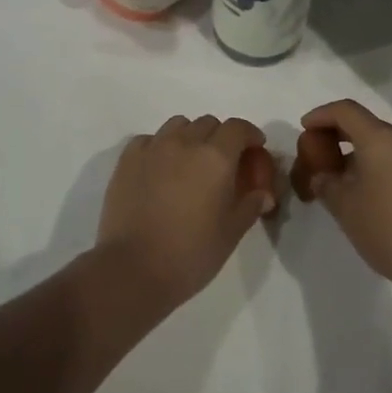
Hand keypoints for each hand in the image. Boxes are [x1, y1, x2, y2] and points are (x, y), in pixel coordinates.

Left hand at [96, 114, 277, 307]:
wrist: (133, 269)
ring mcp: (154, 147)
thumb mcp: (231, 233)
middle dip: (220, 137)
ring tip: (189, 163)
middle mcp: (185, 142)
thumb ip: (250, 205)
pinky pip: (150, 139)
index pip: (238, 128)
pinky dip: (160, 147)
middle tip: (222, 163)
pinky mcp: (128, 158)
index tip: (254, 148)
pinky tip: (160, 169)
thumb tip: (263, 193)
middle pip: (208, 123)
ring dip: (190, 137)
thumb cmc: (191, 254)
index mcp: (216, 157)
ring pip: (178, 125)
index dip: (250, 134)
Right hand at [297, 100, 391, 302]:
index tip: (304, 129)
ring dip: (357, 152)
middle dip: (337, 135)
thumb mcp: (345, 208)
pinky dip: (376, 165)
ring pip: (382, 144)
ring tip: (339, 177)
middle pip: (364, 124)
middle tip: (317, 154)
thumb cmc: (388, 230)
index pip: (345, 110)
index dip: (321, 115)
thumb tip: (321, 176)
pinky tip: (367, 192)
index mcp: (380, 139)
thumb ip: (326, 183)